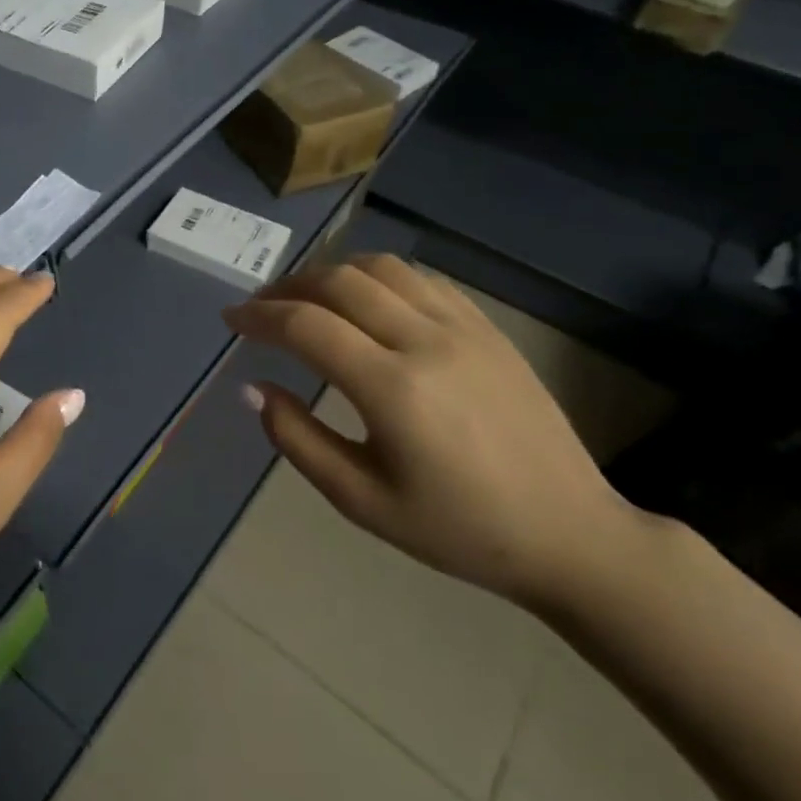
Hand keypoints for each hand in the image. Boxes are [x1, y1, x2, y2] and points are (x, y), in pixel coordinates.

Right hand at [223, 255, 642, 609]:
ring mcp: (463, 328)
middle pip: (339, 282)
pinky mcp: (487, 327)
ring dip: (331, 272)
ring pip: (380, 268)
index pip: (306, 326)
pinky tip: (364, 298)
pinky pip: (420, 279)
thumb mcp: (362, 501)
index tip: (231, 320)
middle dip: (287, 287)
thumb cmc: (458, 529)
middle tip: (261, 307)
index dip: (259, 316)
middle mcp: (426, 342)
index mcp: (393, 390)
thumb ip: (297, 440)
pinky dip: (377, 276)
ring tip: (306, 296)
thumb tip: (255, 388)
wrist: (569, 533)